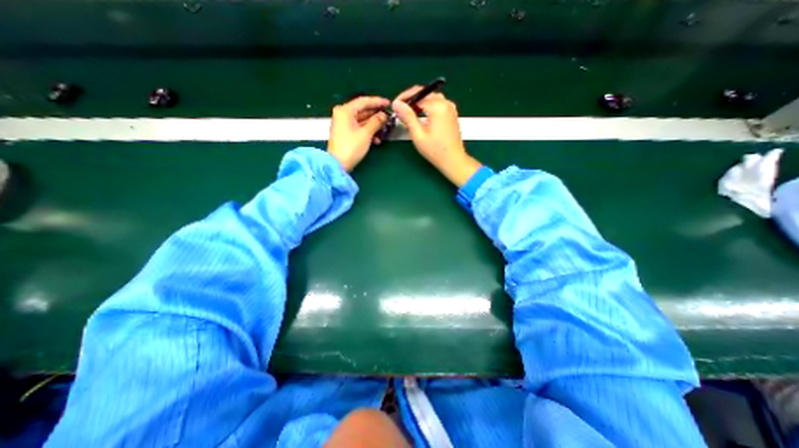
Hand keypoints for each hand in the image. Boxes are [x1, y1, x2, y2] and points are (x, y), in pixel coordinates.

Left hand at [328, 96, 389, 171]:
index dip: (377, 101)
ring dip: (374, 126)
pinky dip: (368, 132)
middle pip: (363, 111)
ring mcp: (344, 124)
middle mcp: (343, 114)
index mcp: (345, 111)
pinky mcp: (346, 133)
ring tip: (384, 131)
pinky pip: (359, 128)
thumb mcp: (365, 134)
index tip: (389, 103)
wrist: (338, 165)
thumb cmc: (351, 147)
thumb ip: (376, 122)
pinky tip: (377, 140)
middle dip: (376, 115)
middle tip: (389, 117)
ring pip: (362, 120)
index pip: (363, 101)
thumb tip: (384, 115)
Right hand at [392, 85, 478, 184]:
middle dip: (411, 99)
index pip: (417, 94)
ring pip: (431, 97)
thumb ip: (407, 117)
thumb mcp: (418, 134)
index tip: (395, 105)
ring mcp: (451, 108)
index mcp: (438, 106)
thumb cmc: (435, 150)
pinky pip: (438, 103)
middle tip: (400, 110)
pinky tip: (421, 115)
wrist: (453, 160)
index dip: (404, 98)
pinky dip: (428, 106)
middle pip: (425, 93)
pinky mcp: (452, 113)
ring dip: (419, 102)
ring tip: (409, 113)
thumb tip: (396, 103)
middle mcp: (446, 103)